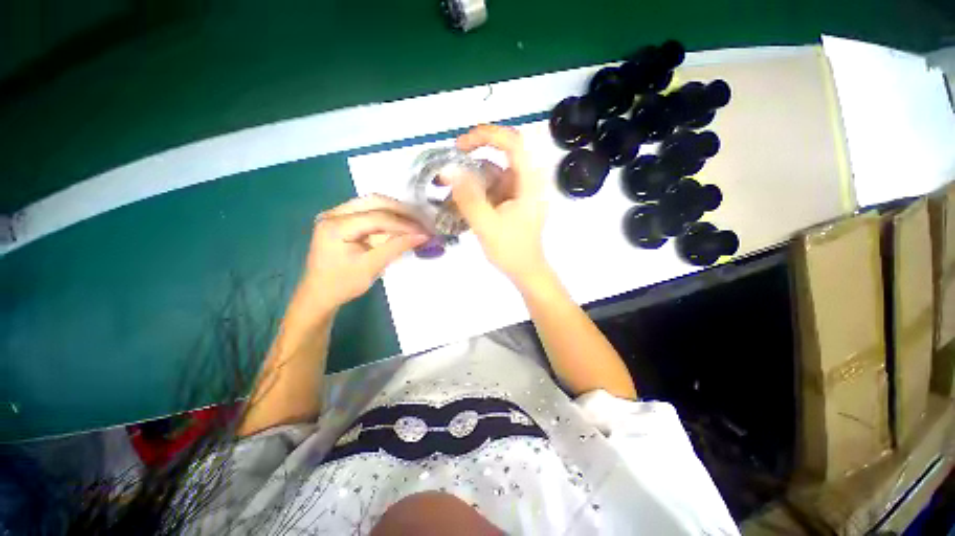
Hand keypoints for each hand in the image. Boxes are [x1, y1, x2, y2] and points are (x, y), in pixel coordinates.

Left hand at [301, 195, 428, 310]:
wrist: (320, 294)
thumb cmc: (343, 284)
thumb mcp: (371, 266)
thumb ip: (397, 247)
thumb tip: (423, 236)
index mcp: (335, 226)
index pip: (377, 217)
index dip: (404, 223)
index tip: (425, 232)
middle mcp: (334, 213)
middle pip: (375, 202)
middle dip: (402, 212)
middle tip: (423, 223)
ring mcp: (337, 214)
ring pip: (374, 203)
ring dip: (397, 212)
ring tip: (416, 223)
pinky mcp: (343, 219)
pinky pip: (370, 211)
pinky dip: (389, 217)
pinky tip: (402, 225)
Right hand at [447, 124, 548, 284]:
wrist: (526, 270)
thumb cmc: (511, 250)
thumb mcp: (486, 224)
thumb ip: (467, 197)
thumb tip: (448, 169)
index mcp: (529, 182)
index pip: (511, 142)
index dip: (485, 135)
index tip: (460, 146)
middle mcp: (528, 180)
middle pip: (503, 153)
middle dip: (475, 154)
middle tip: (453, 164)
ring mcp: (521, 190)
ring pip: (495, 171)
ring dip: (473, 175)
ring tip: (450, 188)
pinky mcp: (514, 200)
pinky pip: (494, 185)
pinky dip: (478, 189)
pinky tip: (462, 200)